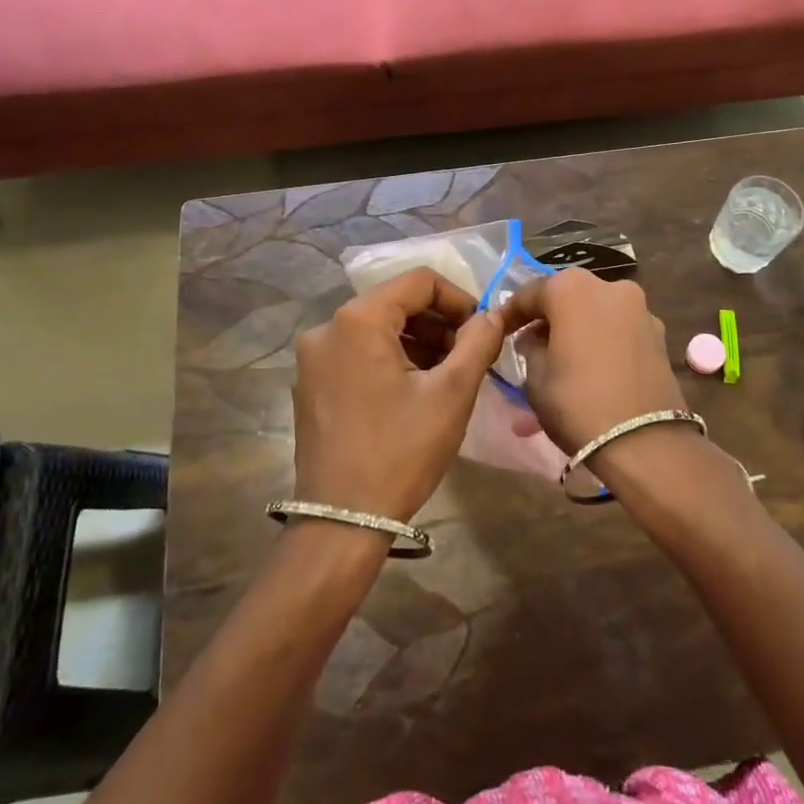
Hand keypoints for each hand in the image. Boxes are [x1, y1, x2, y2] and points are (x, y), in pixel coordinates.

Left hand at [291, 269, 507, 520]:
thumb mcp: (452, 393)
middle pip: (396, 302)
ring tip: (446, 374)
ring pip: (378, 328)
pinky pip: (358, 352)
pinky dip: (391, 358)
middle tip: (469, 355)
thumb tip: (493, 314)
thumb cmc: (401, 451)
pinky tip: (414, 390)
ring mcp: (313, 357)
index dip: (458, 299)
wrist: (342, 522)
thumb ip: (478, 342)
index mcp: (358, 319)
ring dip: (417, 341)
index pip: (419, 281)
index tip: (481, 330)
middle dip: (438, 322)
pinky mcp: (311, 383)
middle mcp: (327, 327)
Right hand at [499, 268, 687, 455]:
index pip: (530, 293)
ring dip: (580, 328)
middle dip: (550, 317)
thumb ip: (530, 347)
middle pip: (568, 296)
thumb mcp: (535, 377)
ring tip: (566, 358)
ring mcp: (640, 309)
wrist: (645, 443)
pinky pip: (620, 330)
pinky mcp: (659, 335)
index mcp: (571, 288)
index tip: (499, 330)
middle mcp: (609, 286)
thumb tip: (535, 338)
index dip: (511, 313)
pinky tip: (595, 367)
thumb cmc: (577, 403)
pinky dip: (604, 341)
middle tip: (533, 343)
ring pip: (598, 312)